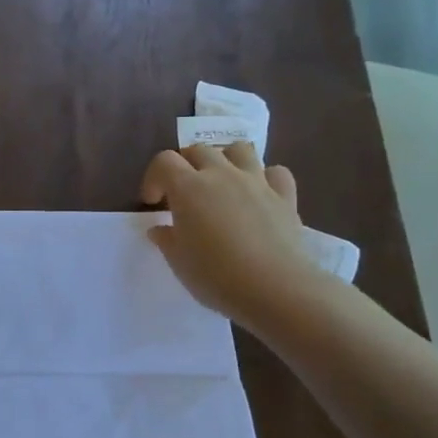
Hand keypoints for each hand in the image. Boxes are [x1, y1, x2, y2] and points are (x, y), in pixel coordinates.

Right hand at [141, 142, 327, 329]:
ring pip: (239, 149)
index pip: (164, 161)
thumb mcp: (178, 261)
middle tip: (183, 192)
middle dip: (186, 165)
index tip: (153, 203)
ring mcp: (256, 182)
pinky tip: (259, 194)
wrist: (274, 289)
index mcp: (188, 188)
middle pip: (199, 150)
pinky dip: (265, 177)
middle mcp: (221, 175)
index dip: (154, 178)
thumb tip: (160, 229)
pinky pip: (275, 172)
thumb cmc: (215, 275)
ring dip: (225, 159)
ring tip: (220, 182)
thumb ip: (166, 239)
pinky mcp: (285, 196)